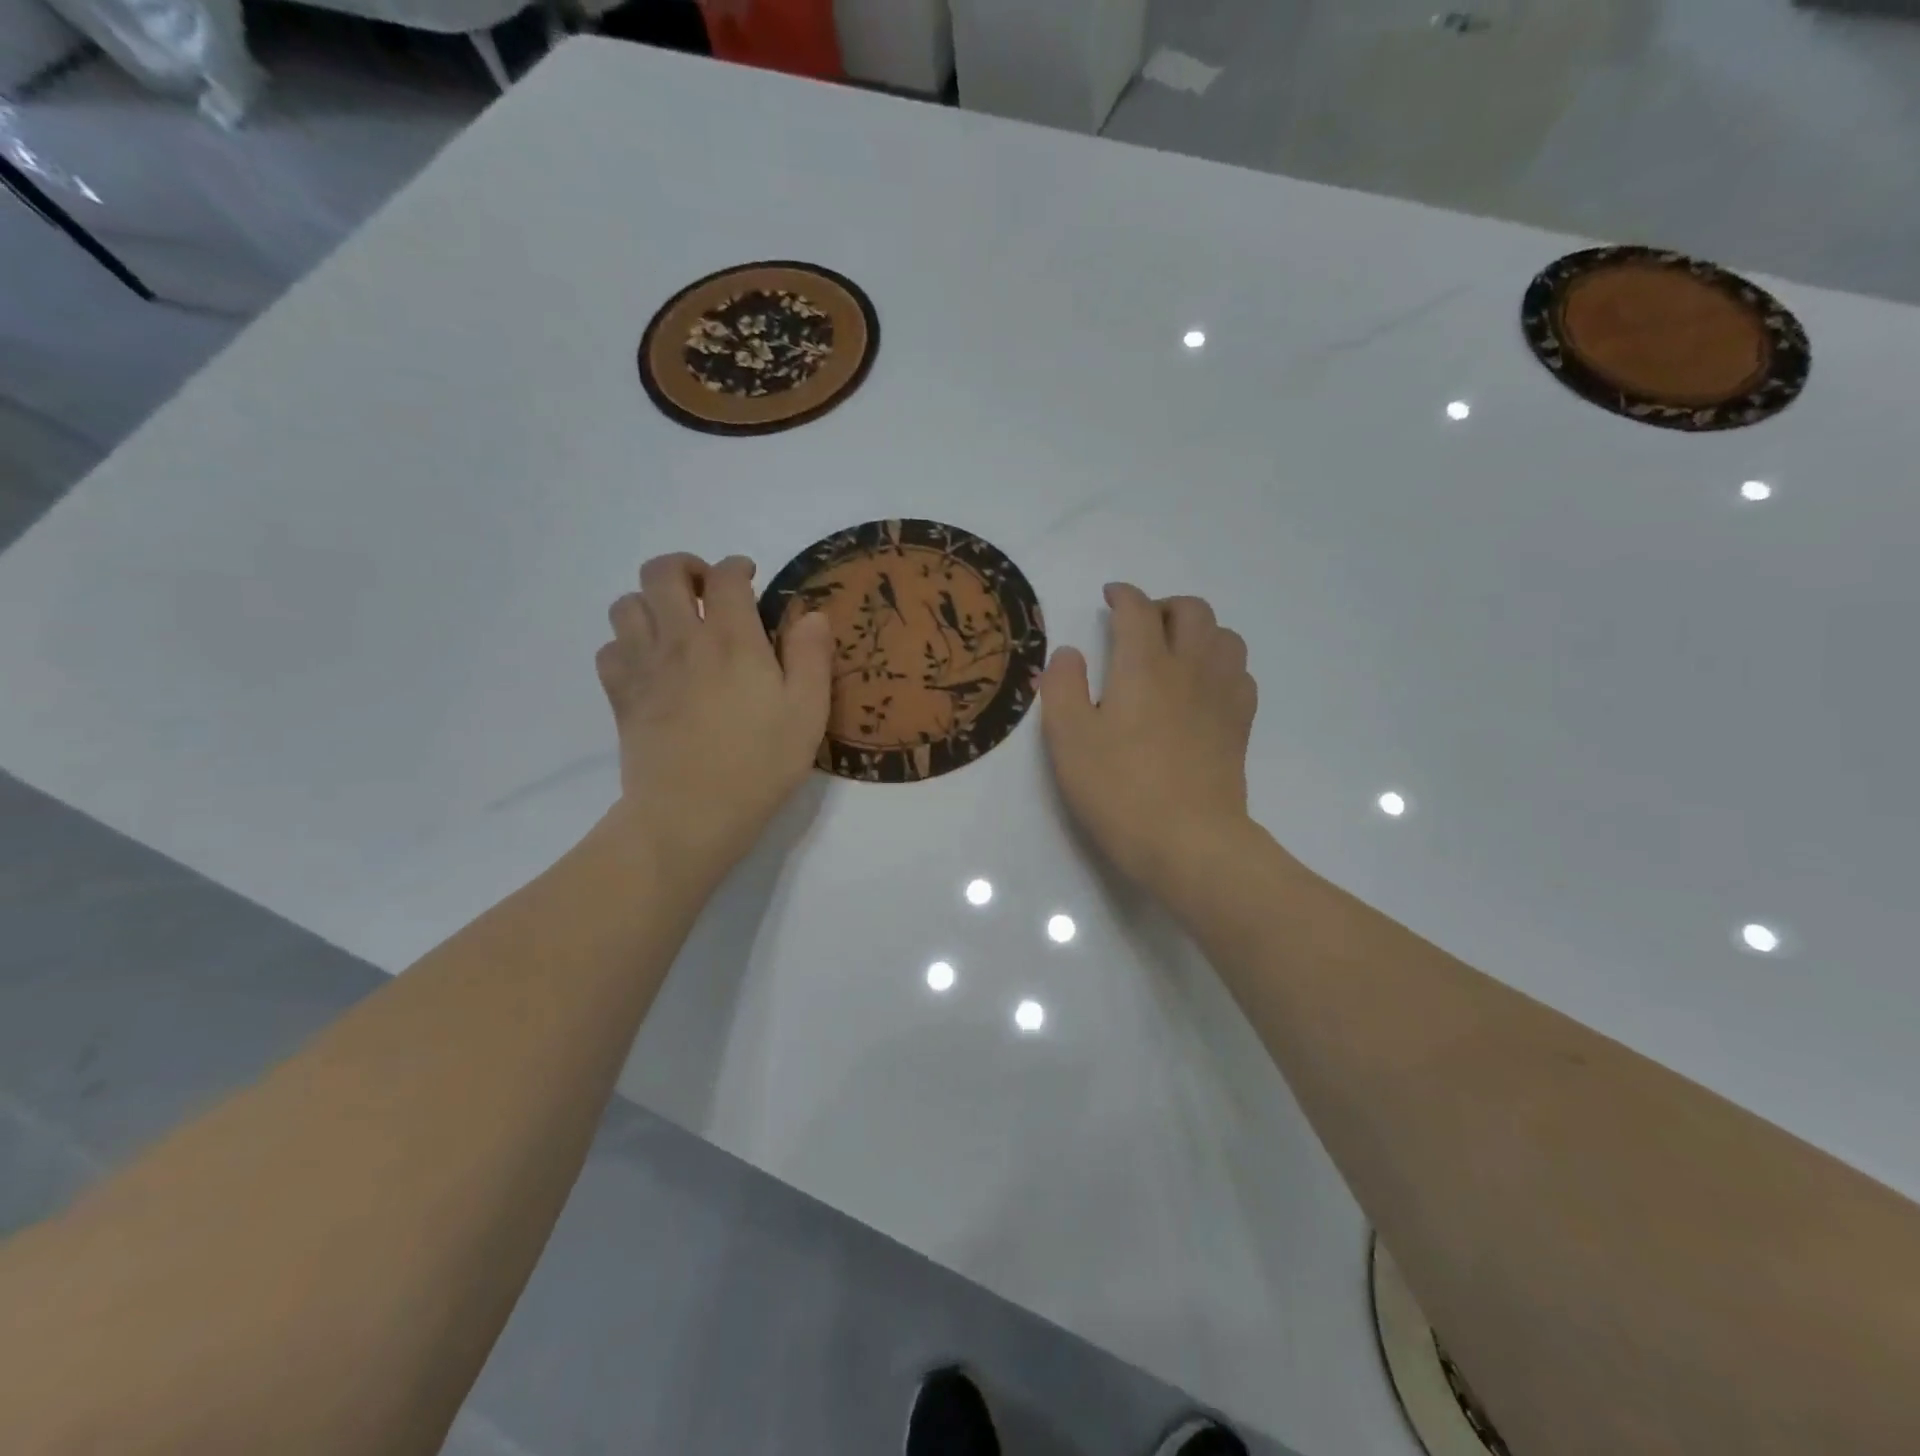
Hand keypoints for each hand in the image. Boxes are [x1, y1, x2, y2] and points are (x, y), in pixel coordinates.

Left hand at [597, 553, 831, 891]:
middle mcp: (682, 639)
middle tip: (707, 591)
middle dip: (685, 568)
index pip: (726, 576)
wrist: (691, 813)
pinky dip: (627, 644)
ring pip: (626, 604)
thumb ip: (812, 657)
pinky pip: (609, 648)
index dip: (738, 566)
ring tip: (675, 625)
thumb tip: (814, 614)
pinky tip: (650, 664)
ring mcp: (644, 666)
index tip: (749, 577)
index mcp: (733, 639)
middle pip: (662, 572)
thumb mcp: (808, 713)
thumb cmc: (759, 764)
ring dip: (651, 603)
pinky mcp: (621, 695)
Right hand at [1040, 583, 1257, 911]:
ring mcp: (1222, 696)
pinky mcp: (1240, 725)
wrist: (1189, 842)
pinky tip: (1202, 687)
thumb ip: (1063, 687)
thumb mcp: (1069, 740)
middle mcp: (1190, 668)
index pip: (1138, 610)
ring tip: (1175, 651)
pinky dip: (1220, 664)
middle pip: (1193, 611)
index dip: (1123, 595)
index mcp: (1144, 666)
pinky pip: (1240, 673)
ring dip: (1199, 630)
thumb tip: (1069, 653)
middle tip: (1140, 624)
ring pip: (1225, 636)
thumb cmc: (1119, 790)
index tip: (1110, 597)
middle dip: (1165, 605)